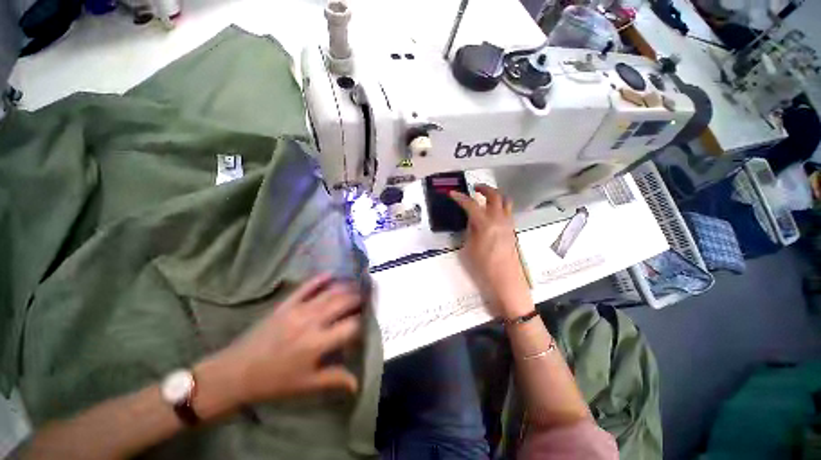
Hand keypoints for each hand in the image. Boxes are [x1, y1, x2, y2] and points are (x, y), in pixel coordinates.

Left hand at [201, 275, 361, 408]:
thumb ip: (334, 380)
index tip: (366, 323)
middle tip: (367, 296)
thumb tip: (358, 383)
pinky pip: (306, 286)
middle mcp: (312, 322)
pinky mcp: (286, 304)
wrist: (236, 372)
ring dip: (346, 286)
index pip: (351, 326)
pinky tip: (332, 274)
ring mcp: (298, 309)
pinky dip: (320, 279)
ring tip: (357, 284)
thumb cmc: (274, 382)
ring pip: (329, 292)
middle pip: (343, 303)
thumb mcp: (306, 385)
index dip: (362, 323)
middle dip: (359, 298)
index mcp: (318, 343)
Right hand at [449, 185, 532, 318]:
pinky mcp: (512, 229)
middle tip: (474, 188)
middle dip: (484, 188)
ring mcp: (508, 223)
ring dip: (495, 195)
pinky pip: (507, 211)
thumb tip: (472, 220)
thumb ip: (471, 230)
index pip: (471, 205)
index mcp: (485, 224)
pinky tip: (492, 213)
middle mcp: (499, 219)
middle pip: (494, 195)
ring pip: (505, 201)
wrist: (506, 279)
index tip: (452, 194)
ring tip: (485, 197)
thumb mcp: (470, 247)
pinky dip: (500, 205)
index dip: (460, 198)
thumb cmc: (484, 266)